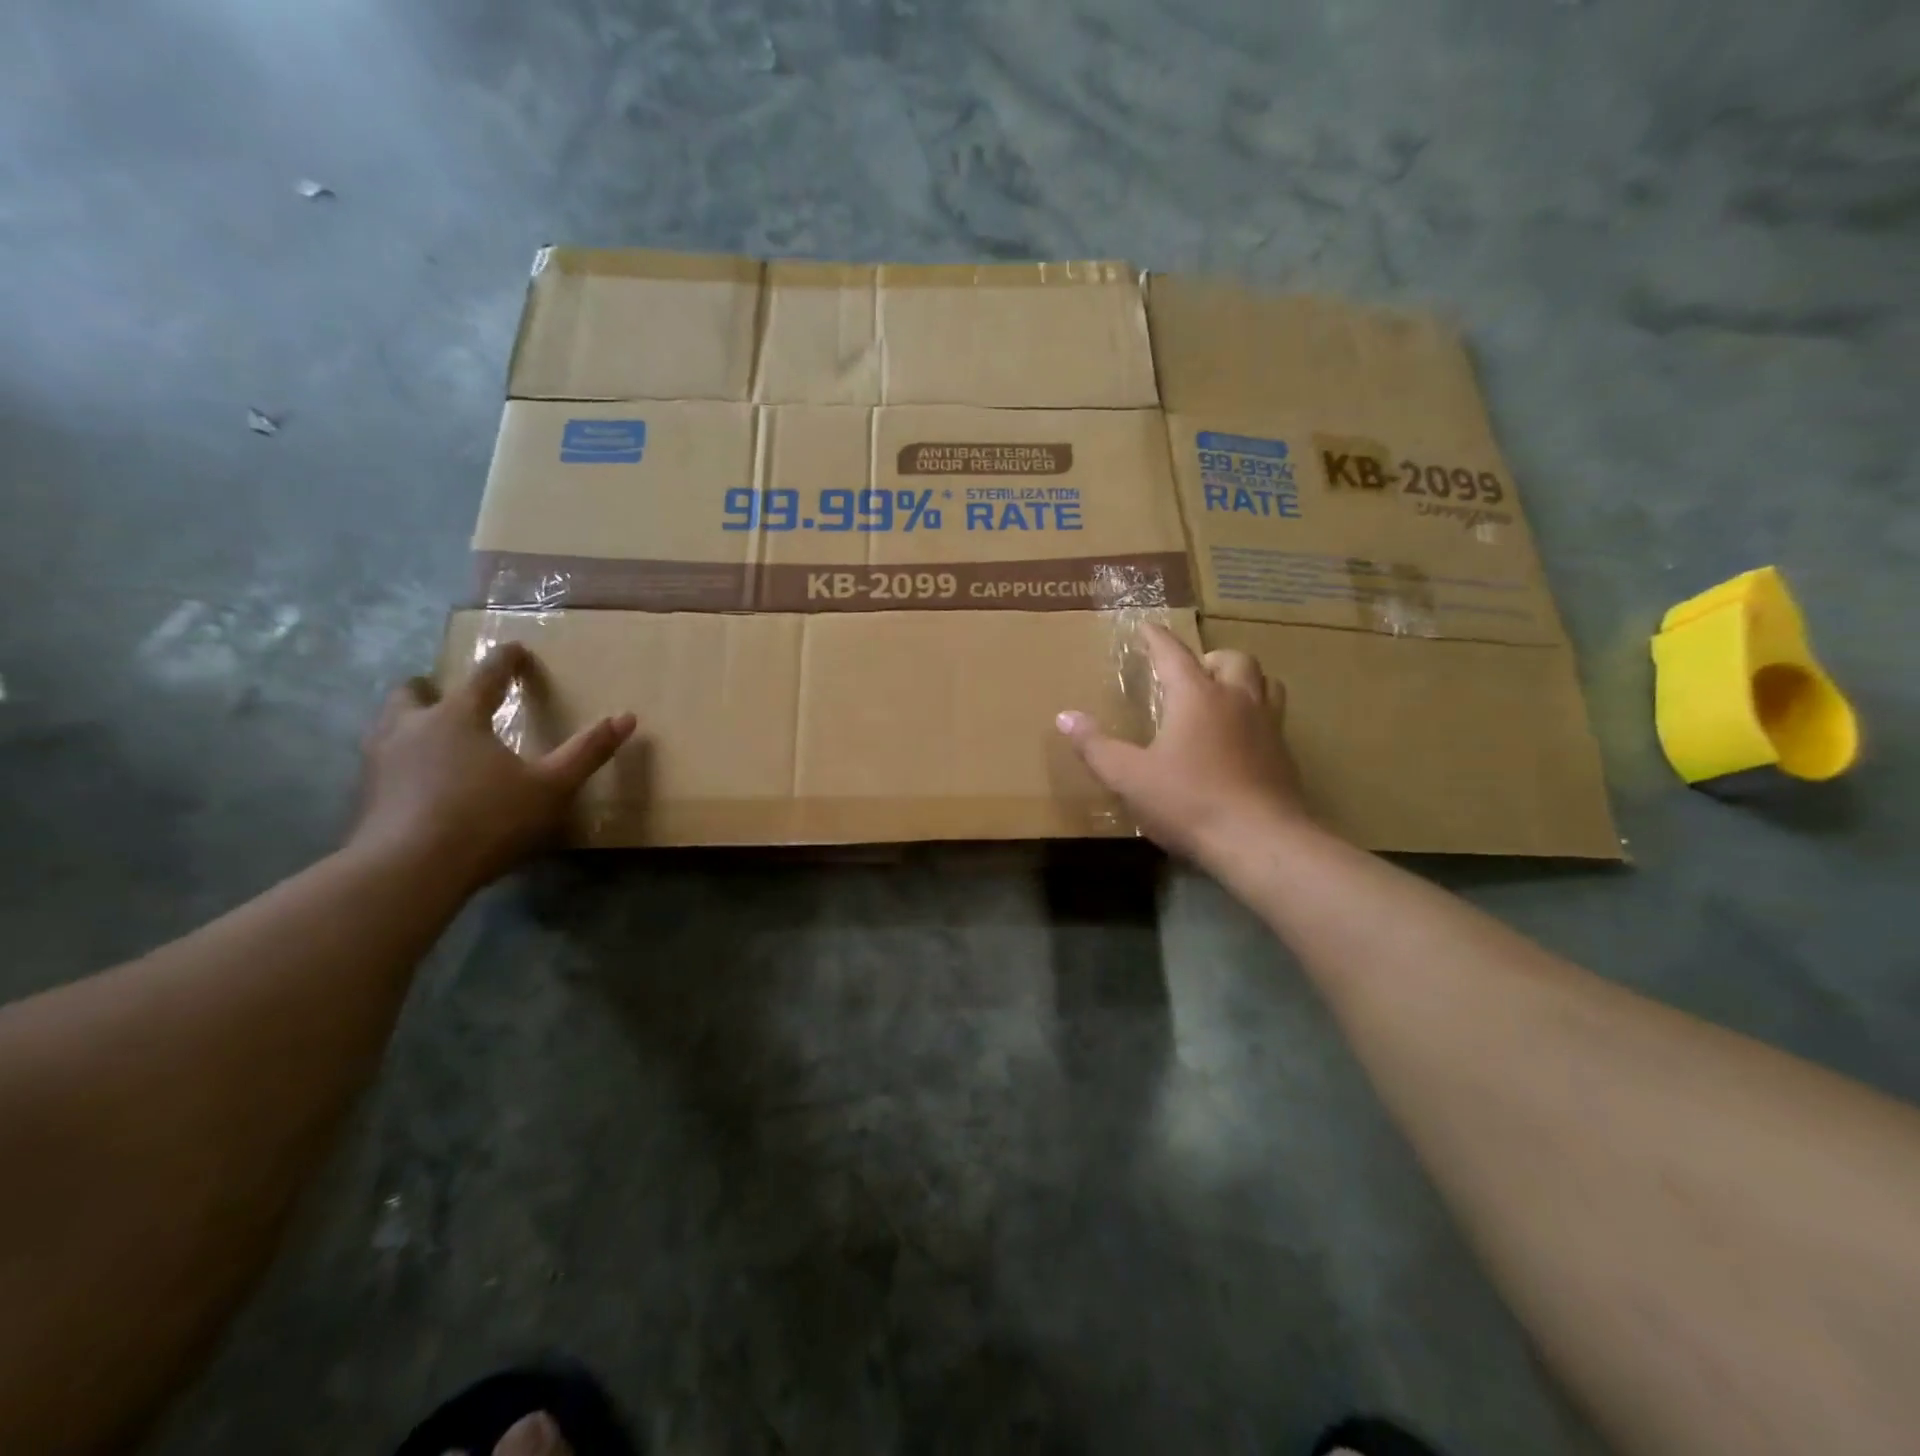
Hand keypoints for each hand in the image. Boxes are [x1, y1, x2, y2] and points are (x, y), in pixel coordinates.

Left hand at [350, 643, 635, 888]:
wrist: (406, 871)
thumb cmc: (487, 819)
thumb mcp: (551, 786)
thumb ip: (587, 752)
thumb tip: (626, 718)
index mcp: (458, 717)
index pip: (485, 675)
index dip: (505, 661)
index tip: (515, 649)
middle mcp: (412, 727)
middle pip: (414, 692)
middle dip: (434, 687)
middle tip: (451, 694)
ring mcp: (380, 760)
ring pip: (388, 724)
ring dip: (409, 720)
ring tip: (431, 734)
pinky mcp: (365, 795)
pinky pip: (382, 761)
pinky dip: (401, 759)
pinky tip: (416, 780)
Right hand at [1056, 624, 1309, 863]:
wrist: (1259, 842)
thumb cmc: (1188, 802)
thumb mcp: (1129, 777)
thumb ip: (1096, 746)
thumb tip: (1065, 717)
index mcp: (1197, 697)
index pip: (1173, 654)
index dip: (1156, 638)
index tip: (1146, 627)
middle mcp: (1237, 701)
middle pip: (1234, 659)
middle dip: (1210, 658)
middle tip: (1192, 674)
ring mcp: (1268, 728)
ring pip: (1266, 684)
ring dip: (1243, 682)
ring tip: (1222, 699)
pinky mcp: (1285, 758)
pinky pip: (1274, 720)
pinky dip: (1255, 718)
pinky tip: (1239, 744)